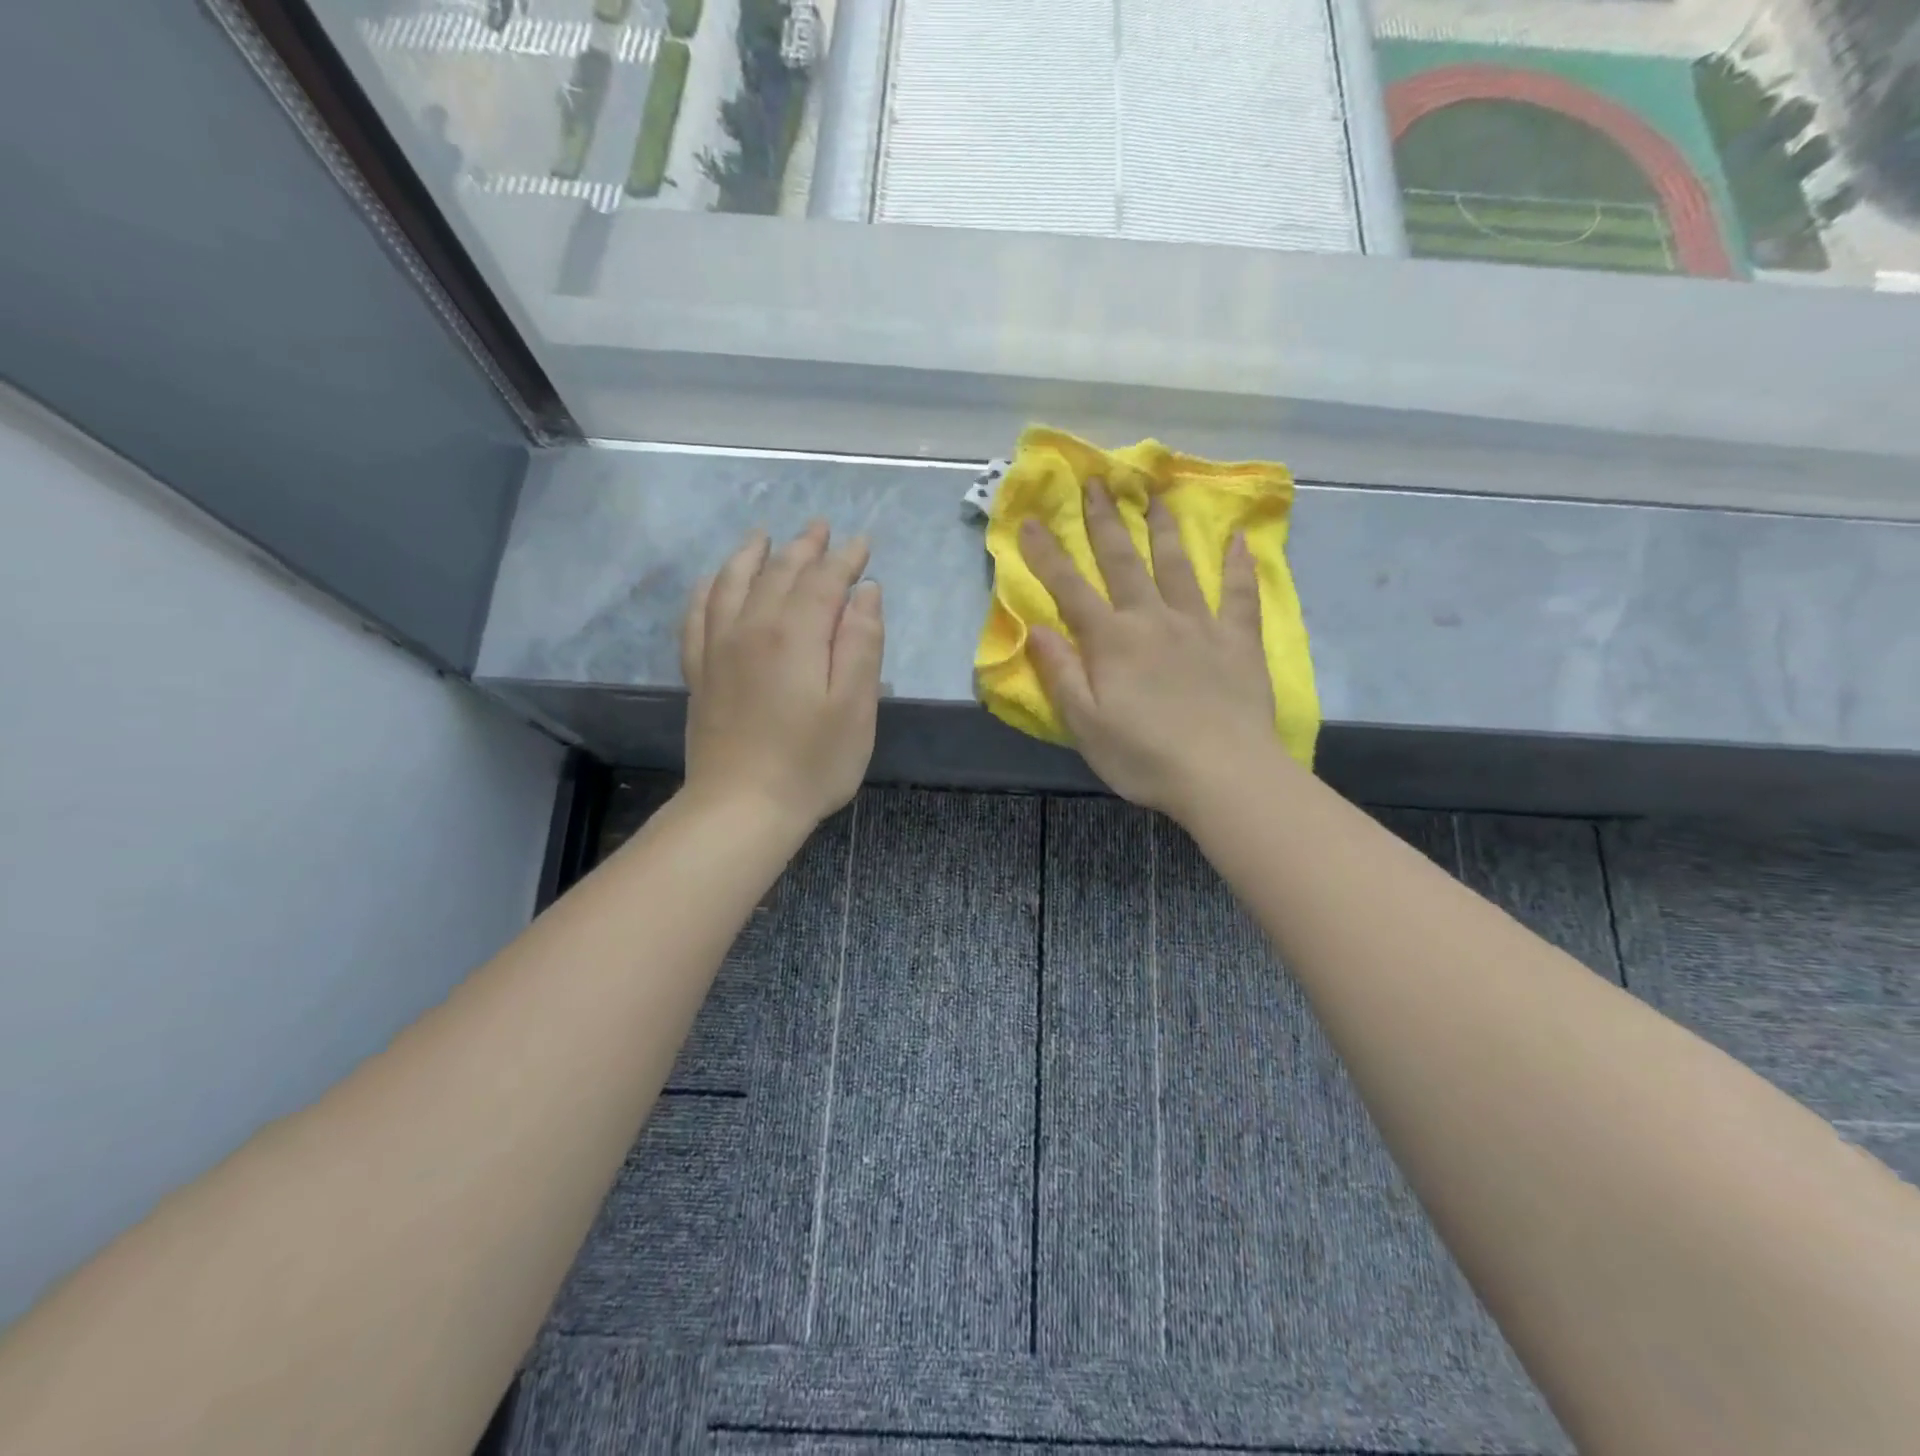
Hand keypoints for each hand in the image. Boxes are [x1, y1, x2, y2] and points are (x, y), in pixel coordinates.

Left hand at [680, 522, 883, 827]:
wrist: (741, 808)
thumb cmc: (811, 762)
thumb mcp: (854, 707)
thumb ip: (862, 643)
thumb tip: (866, 592)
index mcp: (795, 634)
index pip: (824, 580)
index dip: (846, 559)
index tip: (863, 543)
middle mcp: (752, 627)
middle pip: (779, 572)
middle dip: (805, 547)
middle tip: (822, 527)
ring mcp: (718, 647)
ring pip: (733, 583)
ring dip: (752, 554)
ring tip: (764, 535)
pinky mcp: (699, 671)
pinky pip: (697, 614)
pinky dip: (708, 588)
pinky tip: (714, 581)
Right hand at [1019, 482, 1276, 819]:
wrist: (1223, 775)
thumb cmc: (1144, 757)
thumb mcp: (1085, 724)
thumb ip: (1061, 673)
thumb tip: (1035, 628)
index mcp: (1112, 641)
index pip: (1070, 589)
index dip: (1047, 555)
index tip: (1030, 521)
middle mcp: (1152, 619)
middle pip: (1123, 561)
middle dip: (1105, 520)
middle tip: (1097, 482)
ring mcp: (1199, 625)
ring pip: (1177, 565)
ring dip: (1163, 528)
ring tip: (1155, 493)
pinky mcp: (1238, 640)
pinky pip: (1238, 594)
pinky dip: (1238, 565)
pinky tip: (1238, 538)